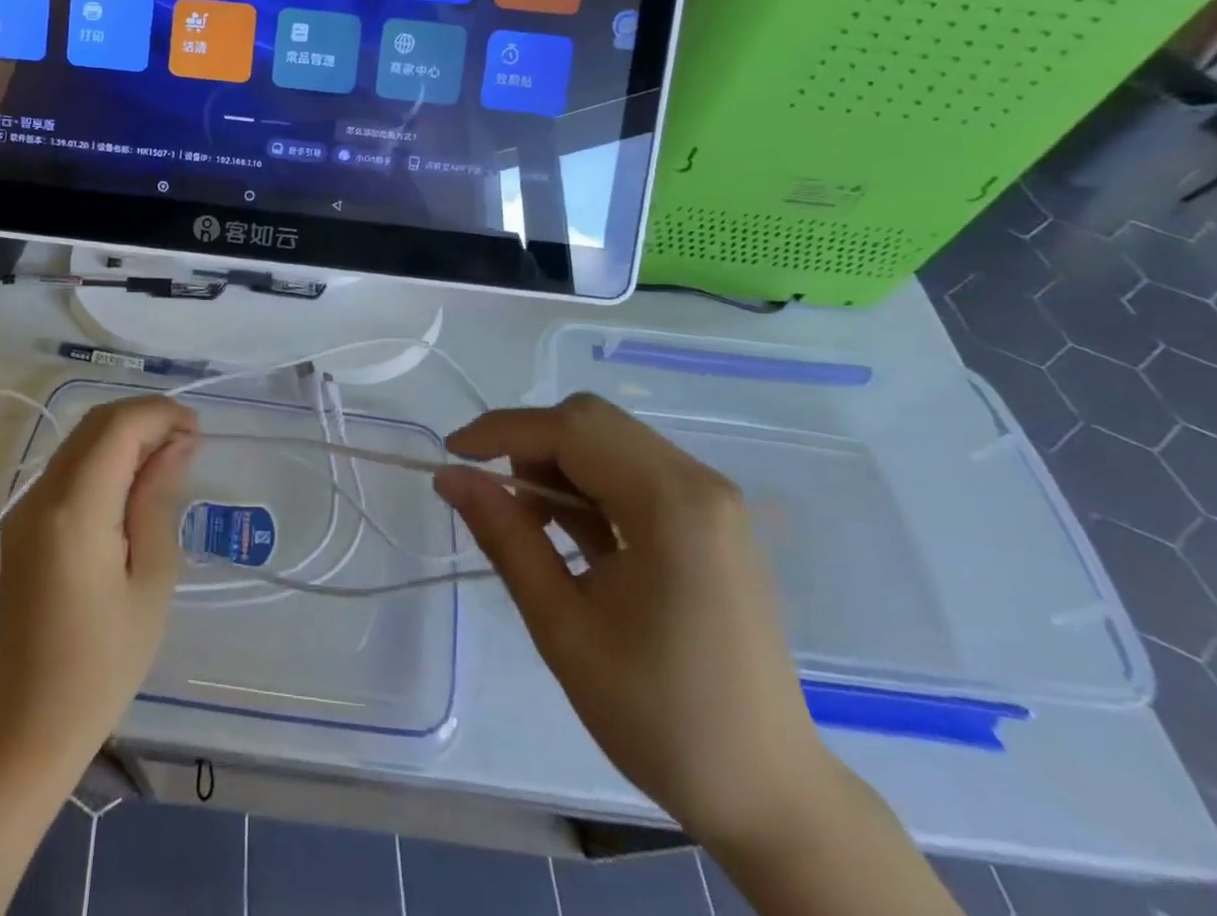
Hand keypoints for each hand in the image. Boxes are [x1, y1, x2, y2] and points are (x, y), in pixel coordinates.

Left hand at [0, 395, 197, 759]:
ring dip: (125, 434)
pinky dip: (105, 457)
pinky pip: (68, 467)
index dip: (161, 415)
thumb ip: (158, 500)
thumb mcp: (151, 579)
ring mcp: (25, 508)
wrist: (27, 724)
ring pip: (80, 440)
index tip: (197, 432)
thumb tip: (177, 444)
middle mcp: (41, 496)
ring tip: (167, 459)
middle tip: (187, 443)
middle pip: (95, 424)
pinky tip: (133, 484)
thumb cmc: (103, 662)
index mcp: (75, 511)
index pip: (117, 427)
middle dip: (145, 418)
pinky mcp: (22, 524)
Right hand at [433, 394, 840, 850]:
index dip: (502, 431)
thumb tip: (450, 477)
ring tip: (531, 525)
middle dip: (531, 444)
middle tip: (494, 496)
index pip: (571, 428)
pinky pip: (633, 471)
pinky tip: (572, 535)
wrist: (767, 793)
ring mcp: (711, 499)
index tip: (451, 455)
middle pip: (593, 422)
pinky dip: (589, 485)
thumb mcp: (562, 625)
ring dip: (558, 464)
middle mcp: (699, 483)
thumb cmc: (659, 715)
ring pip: (610, 441)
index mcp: (672, 504)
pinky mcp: (709, 520)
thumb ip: (505, 537)